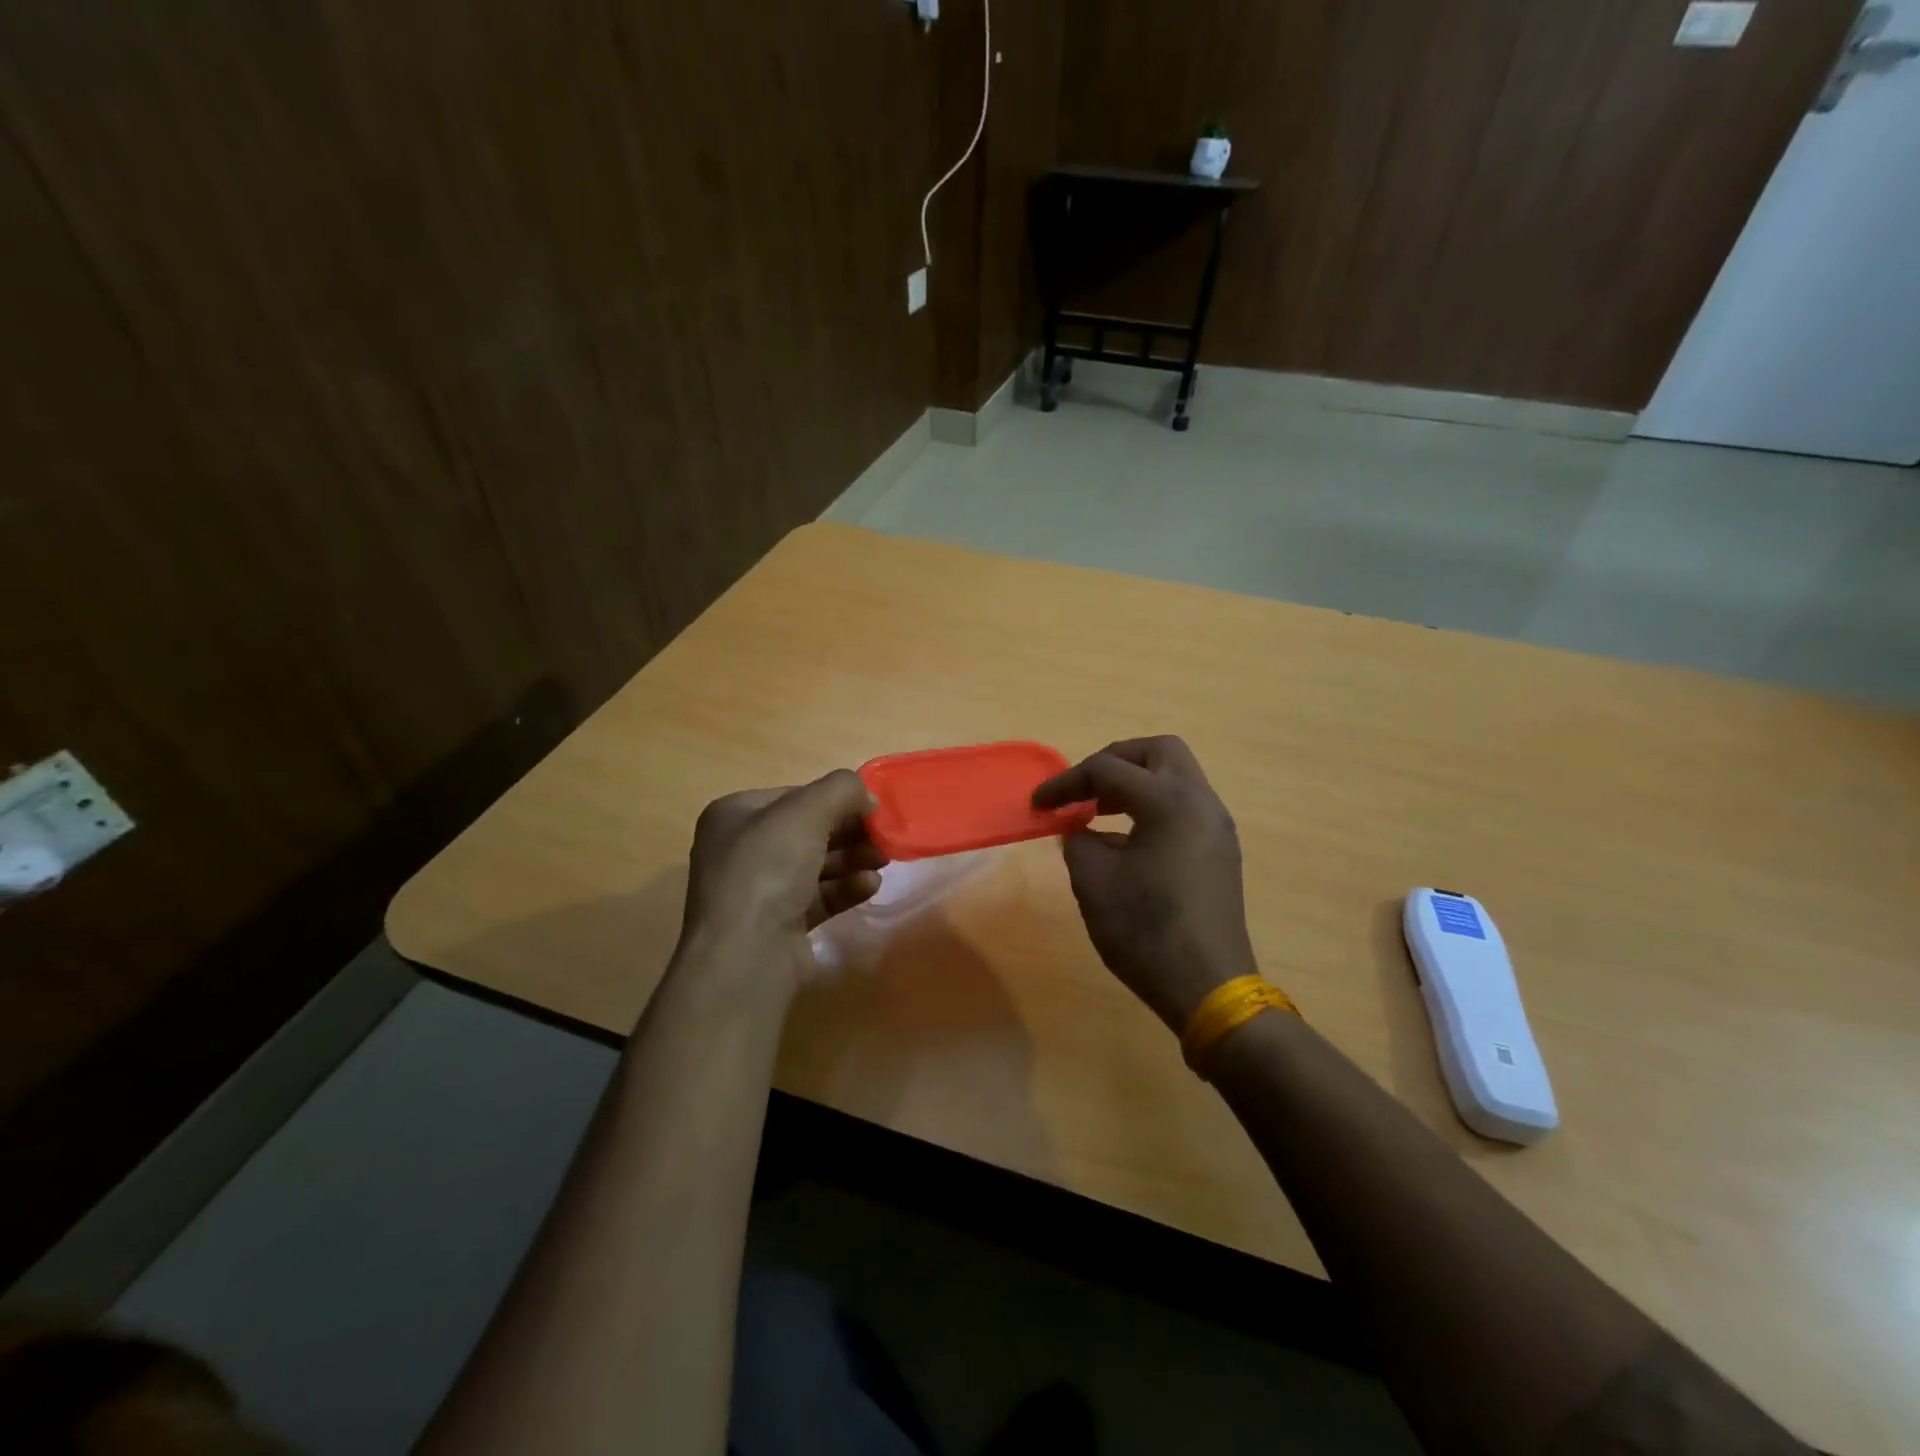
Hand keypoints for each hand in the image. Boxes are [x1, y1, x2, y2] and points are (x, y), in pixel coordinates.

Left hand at [676, 770, 887, 991]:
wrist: (745, 955)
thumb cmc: (767, 869)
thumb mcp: (806, 811)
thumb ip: (841, 790)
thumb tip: (866, 797)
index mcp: (734, 815)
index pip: (794, 796)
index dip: (834, 798)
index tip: (871, 807)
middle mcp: (741, 850)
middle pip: (807, 831)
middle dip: (849, 831)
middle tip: (884, 835)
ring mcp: (758, 890)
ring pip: (815, 865)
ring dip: (852, 859)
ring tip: (884, 860)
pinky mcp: (778, 924)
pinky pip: (818, 897)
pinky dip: (845, 888)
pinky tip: (870, 886)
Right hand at [1033, 736, 1257, 1031]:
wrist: (1208, 987)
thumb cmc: (1145, 931)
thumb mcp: (1094, 882)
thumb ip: (1078, 840)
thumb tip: (1079, 828)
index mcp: (1169, 802)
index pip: (1109, 770)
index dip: (1067, 783)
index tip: (1039, 804)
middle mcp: (1201, 802)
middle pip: (1158, 751)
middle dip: (1115, 761)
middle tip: (1085, 789)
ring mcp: (1217, 826)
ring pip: (1176, 776)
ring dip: (1136, 783)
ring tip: (1100, 811)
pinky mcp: (1220, 850)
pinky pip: (1185, 805)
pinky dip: (1153, 805)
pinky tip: (1128, 840)